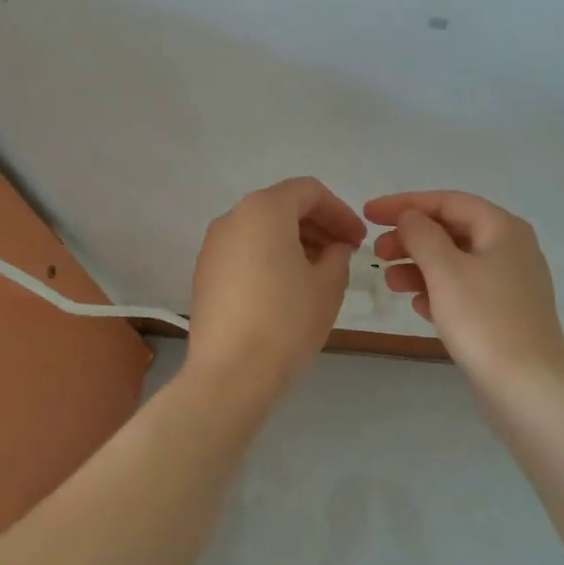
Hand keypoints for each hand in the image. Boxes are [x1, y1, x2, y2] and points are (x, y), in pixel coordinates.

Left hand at [188, 177, 366, 395]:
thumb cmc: (286, 321)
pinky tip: (288, 288)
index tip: (359, 240)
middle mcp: (232, 218)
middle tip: (344, 254)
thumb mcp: (328, 286)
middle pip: (282, 206)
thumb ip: (338, 256)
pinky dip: (270, 258)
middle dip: (317, 225)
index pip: (309, 191)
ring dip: (294, 242)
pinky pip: (244, 252)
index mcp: (264, 209)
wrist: (230, 373)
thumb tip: (333, 249)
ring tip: (319, 272)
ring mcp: (213, 247)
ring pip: (261, 230)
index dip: (340, 212)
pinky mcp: (204, 275)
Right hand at [364, 190, 563, 382]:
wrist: (528, 386)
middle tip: (377, 253)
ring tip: (390, 282)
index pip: (447, 201)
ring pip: (455, 262)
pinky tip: (416, 305)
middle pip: (452, 230)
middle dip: (411, 238)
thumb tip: (411, 217)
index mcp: (502, 228)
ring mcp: (510, 283)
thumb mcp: (445, 270)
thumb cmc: (484, 320)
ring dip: (419, 266)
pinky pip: (464, 290)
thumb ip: (422, 235)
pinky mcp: (504, 313)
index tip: (368, 214)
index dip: (404, 204)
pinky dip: (437, 291)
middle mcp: (510, 248)